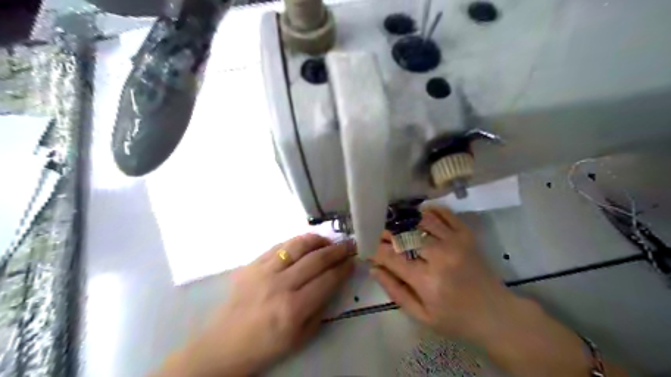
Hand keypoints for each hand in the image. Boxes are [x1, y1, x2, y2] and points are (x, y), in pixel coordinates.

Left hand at [159, 236, 355, 375]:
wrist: (224, 344)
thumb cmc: (265, 346)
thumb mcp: (300, 338)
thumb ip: (320, 309)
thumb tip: (333, 283)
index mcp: (294, 308)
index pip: (327, 279)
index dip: (343, 268)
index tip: (353, 261)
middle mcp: (280, 285)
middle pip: (316, 259)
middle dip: (337, 250)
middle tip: (349, 245)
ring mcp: (264, 271)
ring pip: (298, 246)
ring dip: (318, 240)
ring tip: (328, 241)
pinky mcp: (252, 264)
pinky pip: (279, 246)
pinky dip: (296, 242)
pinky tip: (305, 243)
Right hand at [369, 205, 514, 342]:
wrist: (497, 315)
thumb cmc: (456, 320)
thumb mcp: (421, 315)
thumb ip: (395, 291)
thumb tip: (373, 268)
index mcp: (427, 281)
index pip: (391, 257)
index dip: (375, 249)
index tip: (367, 247)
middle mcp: (440, 256)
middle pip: (405, 234)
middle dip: (386, 232)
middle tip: (379, 233)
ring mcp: (455, 242)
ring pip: (422, 220)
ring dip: (405, 219)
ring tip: (395, 222)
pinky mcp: (467, 236)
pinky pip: (445, 214)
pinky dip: (430, 209)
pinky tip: (419, 213)